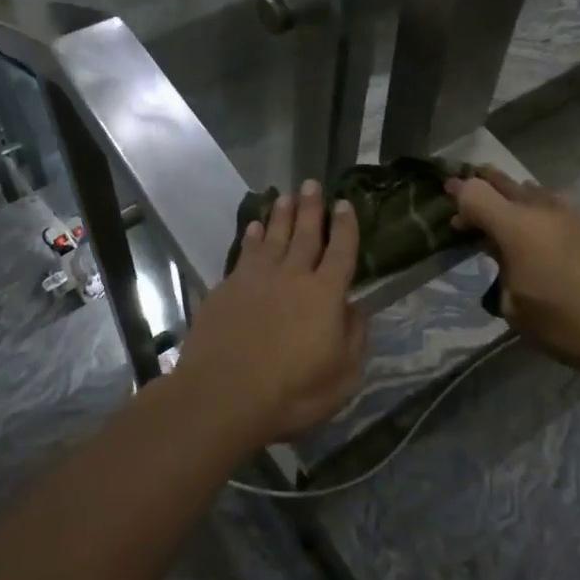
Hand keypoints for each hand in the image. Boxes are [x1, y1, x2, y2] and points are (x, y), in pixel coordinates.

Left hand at [178, 181, 365, 445]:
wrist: (223, 395)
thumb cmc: (291, 393)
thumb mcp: (342, 376)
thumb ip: (354, 338)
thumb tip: (356, 307)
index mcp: (325, 295)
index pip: (341, 251)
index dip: (345, 226)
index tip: (344, 203)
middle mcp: (293, 277)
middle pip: (305, 234)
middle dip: (311, 208)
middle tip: (313, 184)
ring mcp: (256, 279)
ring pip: (274, 237)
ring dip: (281, 215)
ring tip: (286, 195)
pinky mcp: (227, 288)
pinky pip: (244, 253)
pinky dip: (252, 237)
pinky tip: (254, 227)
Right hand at [448, 166, 579, 379]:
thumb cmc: (563, 325)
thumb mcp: (513, 305)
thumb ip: (500, 268)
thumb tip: (501, 252)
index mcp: (516, 227)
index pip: (475, 193)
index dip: (458, 194)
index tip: (447, 196)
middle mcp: (543, 209)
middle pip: (505, 182)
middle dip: (484, 184)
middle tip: (470, 197)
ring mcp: (575, 213)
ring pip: (536, 192)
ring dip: (516, 199)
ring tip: (509, 219)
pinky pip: (560, 209)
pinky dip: (544, 215)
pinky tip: (547, 239)